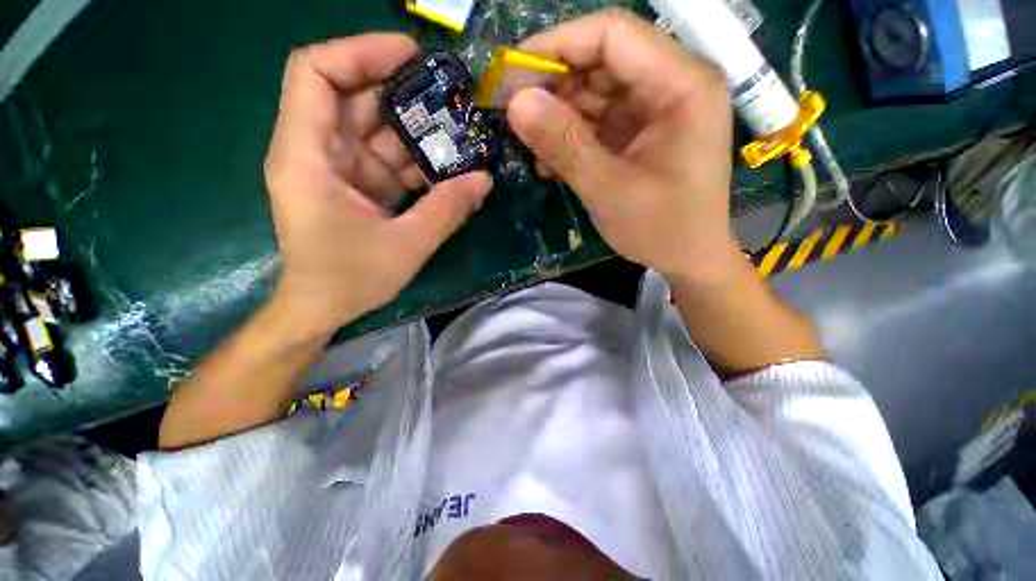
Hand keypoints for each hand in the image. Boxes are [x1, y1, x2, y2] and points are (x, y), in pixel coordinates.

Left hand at [264, 34, 492, 337]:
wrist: (323, 307)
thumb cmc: (349, 279)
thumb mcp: (406, 245)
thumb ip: (446, 210)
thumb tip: (484, 179)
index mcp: (308, 157)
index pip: (316, 73)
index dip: (360, 52)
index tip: (412, 57)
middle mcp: (316, 152)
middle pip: (354, 97)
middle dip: (402, 91)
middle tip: (451, 96)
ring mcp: (337, 168)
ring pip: (376, 130)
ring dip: (417, 130)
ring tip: (460, 131)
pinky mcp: (355, 185)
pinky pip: (386, 159)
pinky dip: (416, 159)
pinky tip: (447, 165)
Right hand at [507, 10, 738, 284]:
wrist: (689, 258)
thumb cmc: (661, 229)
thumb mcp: (608, 189)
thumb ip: (564, 144)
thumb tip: (515, 103)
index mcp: (682, 85)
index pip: (612, 35)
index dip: (556, 46)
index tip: (512, 73)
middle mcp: (674, 83)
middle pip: (602, 60)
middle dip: (554, 87)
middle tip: (516, 117)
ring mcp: (658, 108)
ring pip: (596, 92)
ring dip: (560, 118)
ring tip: (534, 150)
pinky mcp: (644, 131)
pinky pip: (601, 121)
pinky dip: (574, 137)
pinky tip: (553, 163)